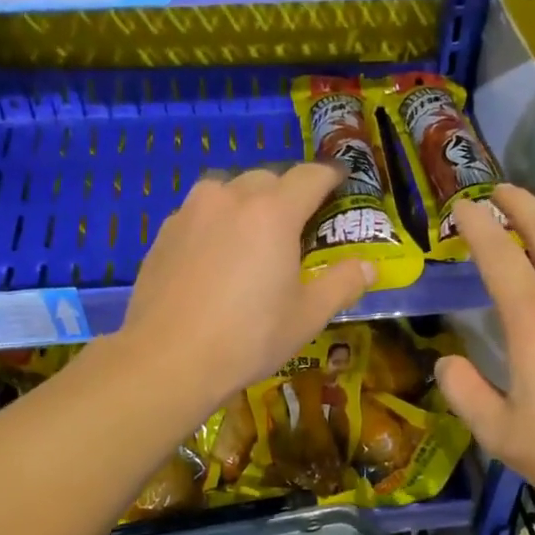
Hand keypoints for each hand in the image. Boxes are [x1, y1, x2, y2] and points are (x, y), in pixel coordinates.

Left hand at [122, 163, 373, 408]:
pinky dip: (218, 222)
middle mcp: (230, 197)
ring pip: (229, 190)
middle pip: (268, 178)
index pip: (310, 176)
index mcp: (273, 212)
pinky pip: (201, 213)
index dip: (331, 176)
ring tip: (255, 236)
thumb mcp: (307, 316)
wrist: (168, 359)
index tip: (341, 182)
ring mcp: (191, 211)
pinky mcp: (164, 232)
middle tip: (300, 224)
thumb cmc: (249, 337)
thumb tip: (369, 267)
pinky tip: (218, 257)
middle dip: (289, 192)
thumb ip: (342, 284)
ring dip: (249, 202)